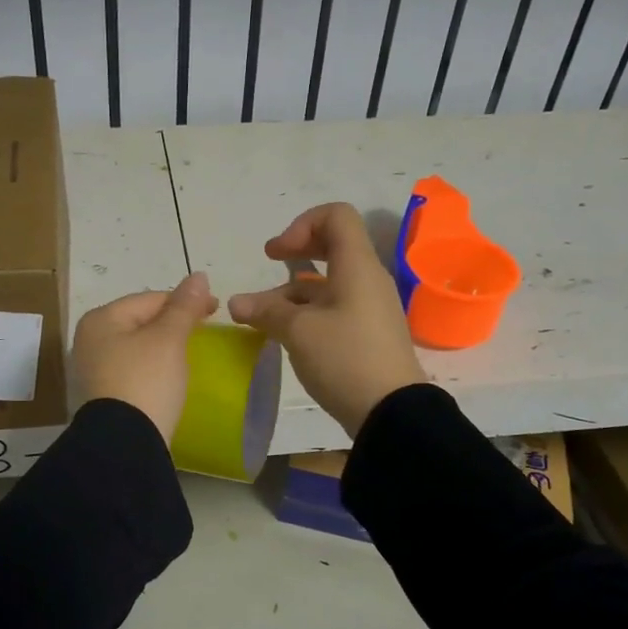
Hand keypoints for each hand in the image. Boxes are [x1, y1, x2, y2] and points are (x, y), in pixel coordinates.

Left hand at [71, 272, 219, 440]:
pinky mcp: (103, 395)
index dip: (185, 301)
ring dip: (163, 347)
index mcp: (101, 319)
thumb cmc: (146, 381)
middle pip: (140, 321)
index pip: (150, 298)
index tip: (216, 309)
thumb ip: (184, 306)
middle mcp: (90, 340)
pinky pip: (133, 370)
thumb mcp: (169, 339)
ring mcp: (93, 370)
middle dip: (172, 323)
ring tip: (190, 354)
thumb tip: (199, 276)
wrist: (125, 444)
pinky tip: (170, 377)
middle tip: (204, 332)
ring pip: (137, 347)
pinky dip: (153, 368)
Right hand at [228, 203, 426, 437]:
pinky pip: (334, 309)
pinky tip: (284, 335)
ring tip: (260, 318)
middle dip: (297, 251)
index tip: (278, 254)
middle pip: (332, 246)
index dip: (303, 224)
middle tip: (270, 261)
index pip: (336, 216)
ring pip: (328, 283)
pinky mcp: (366, 334)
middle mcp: (366, 280)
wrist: (391, 412)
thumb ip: (266, 311)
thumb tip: (236, 303)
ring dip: (293, 291)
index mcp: (357, 266)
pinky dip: (307, 312)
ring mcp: (369, 308)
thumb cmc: (346, 359)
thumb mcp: (299, 331)